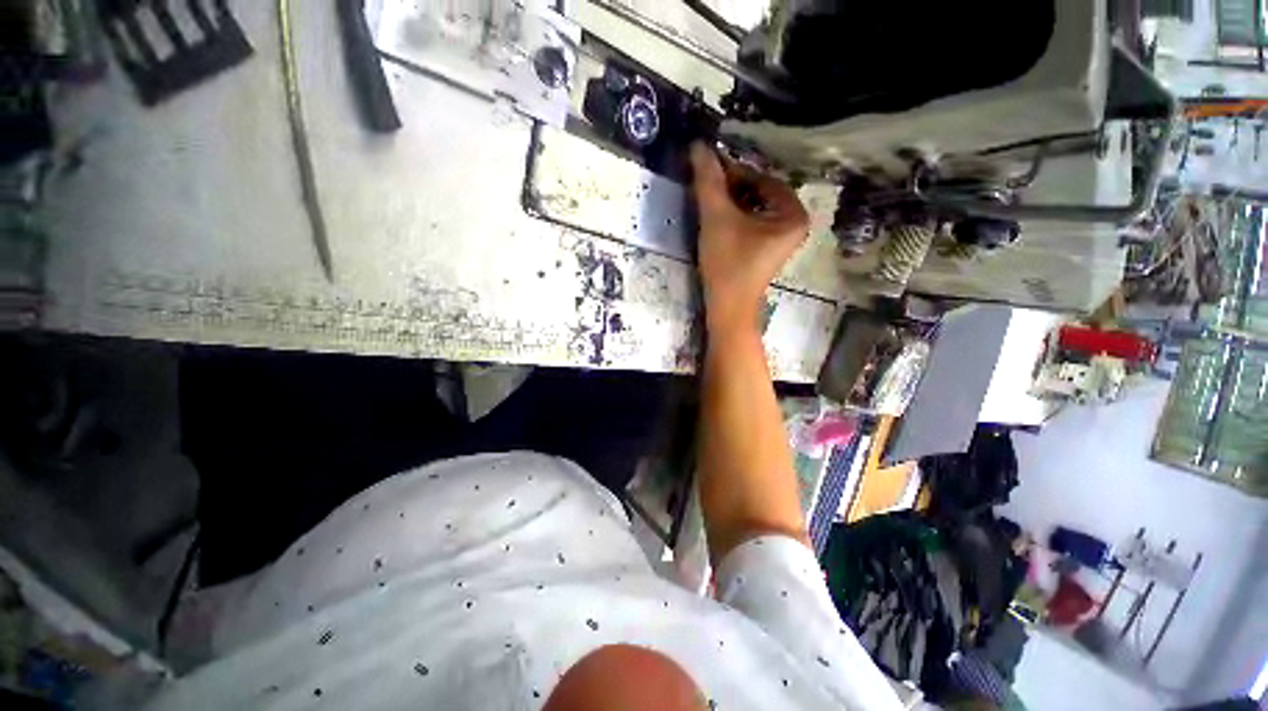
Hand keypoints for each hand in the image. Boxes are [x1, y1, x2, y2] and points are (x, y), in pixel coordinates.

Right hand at [690, 142, 808, 332]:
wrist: (727, 308)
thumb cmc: (728, 263)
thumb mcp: (717, 218)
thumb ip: (708, 181)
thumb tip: (698, 144)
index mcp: (793, 214)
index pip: (763, 179)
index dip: (735, 172)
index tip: (710, 169)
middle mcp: (794, 224)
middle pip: (760, 193)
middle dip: (733, 188)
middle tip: (708, 187)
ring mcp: (782, 239)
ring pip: (754, 208)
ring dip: (732, 201)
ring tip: (709, 203)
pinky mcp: (767, 250)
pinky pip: (753, 223)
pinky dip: (736, 217)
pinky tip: (718, 221)